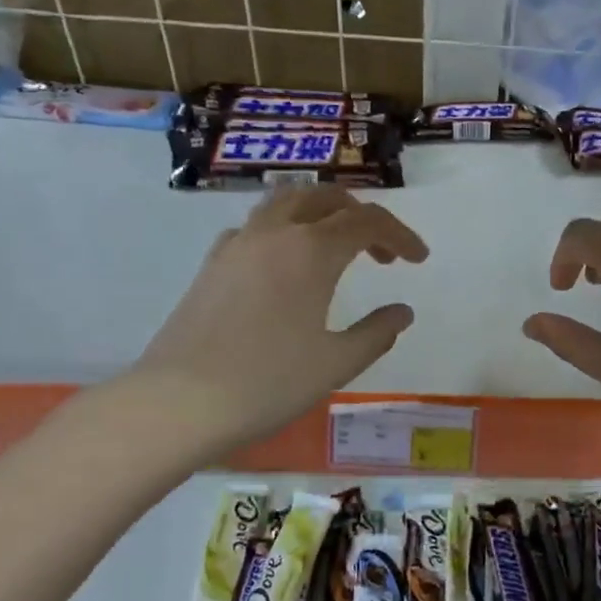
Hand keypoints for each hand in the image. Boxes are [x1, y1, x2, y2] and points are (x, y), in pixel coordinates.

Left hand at [126, 185, 427, 452]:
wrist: (180, 402)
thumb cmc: (269, 382)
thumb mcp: (337, 363)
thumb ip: (376, 332)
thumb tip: (402, 312)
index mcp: (312, 251)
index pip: (368, 221)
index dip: (400, 235)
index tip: (419, 260)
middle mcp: (274, 234)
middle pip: (325, 198)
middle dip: (361, 217)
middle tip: (381, 254)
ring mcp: (237, 245)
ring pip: (285, 203)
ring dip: (320, 214)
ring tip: (336, 249)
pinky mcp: (212, 265)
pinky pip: (255, 227)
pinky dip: (284, 232)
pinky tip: (286, 267)